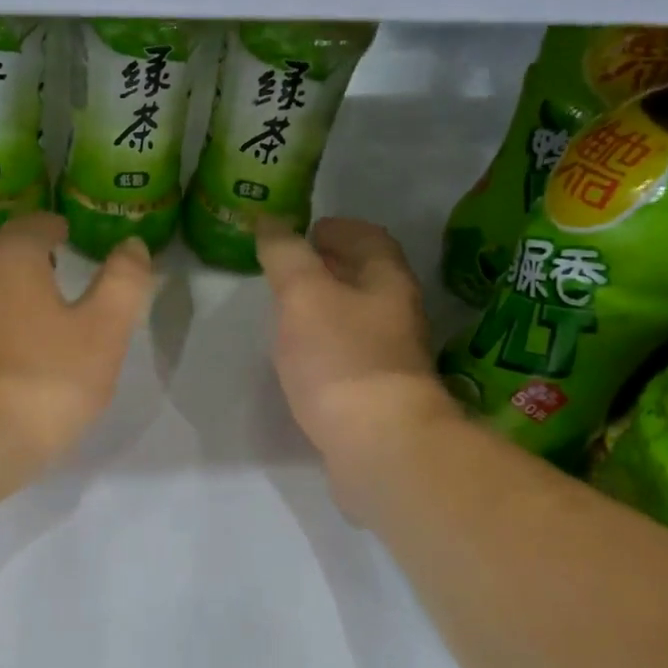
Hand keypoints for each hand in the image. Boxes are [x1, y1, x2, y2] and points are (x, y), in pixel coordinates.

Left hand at [0, 212, 153, 477]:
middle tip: (52, 269)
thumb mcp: (102, 333)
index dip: (53, 227)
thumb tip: (132, 245)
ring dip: (0, 291)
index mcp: (9, 258)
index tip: (66, 233)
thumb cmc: (39, 380)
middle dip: (24, 255)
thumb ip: (123, 284)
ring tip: (29, 313)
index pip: (32, 225)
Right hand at [256, 217, 454, 513]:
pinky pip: (349, 352)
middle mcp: (397, 314)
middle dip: (331, 265)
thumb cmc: (340, 358)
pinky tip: (301, 355)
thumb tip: (270, 222)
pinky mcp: (378, 393)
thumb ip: (286, 255)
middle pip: (367, 277)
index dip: (339, 228)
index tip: (308, 229)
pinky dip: (325, 342)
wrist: (380, 445)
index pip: (369, 239)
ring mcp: (391, 357)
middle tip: (290, 266)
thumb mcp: (303, 294)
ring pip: (357, 316)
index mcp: (387, 282)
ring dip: (327, 304)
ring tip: (288, 307)